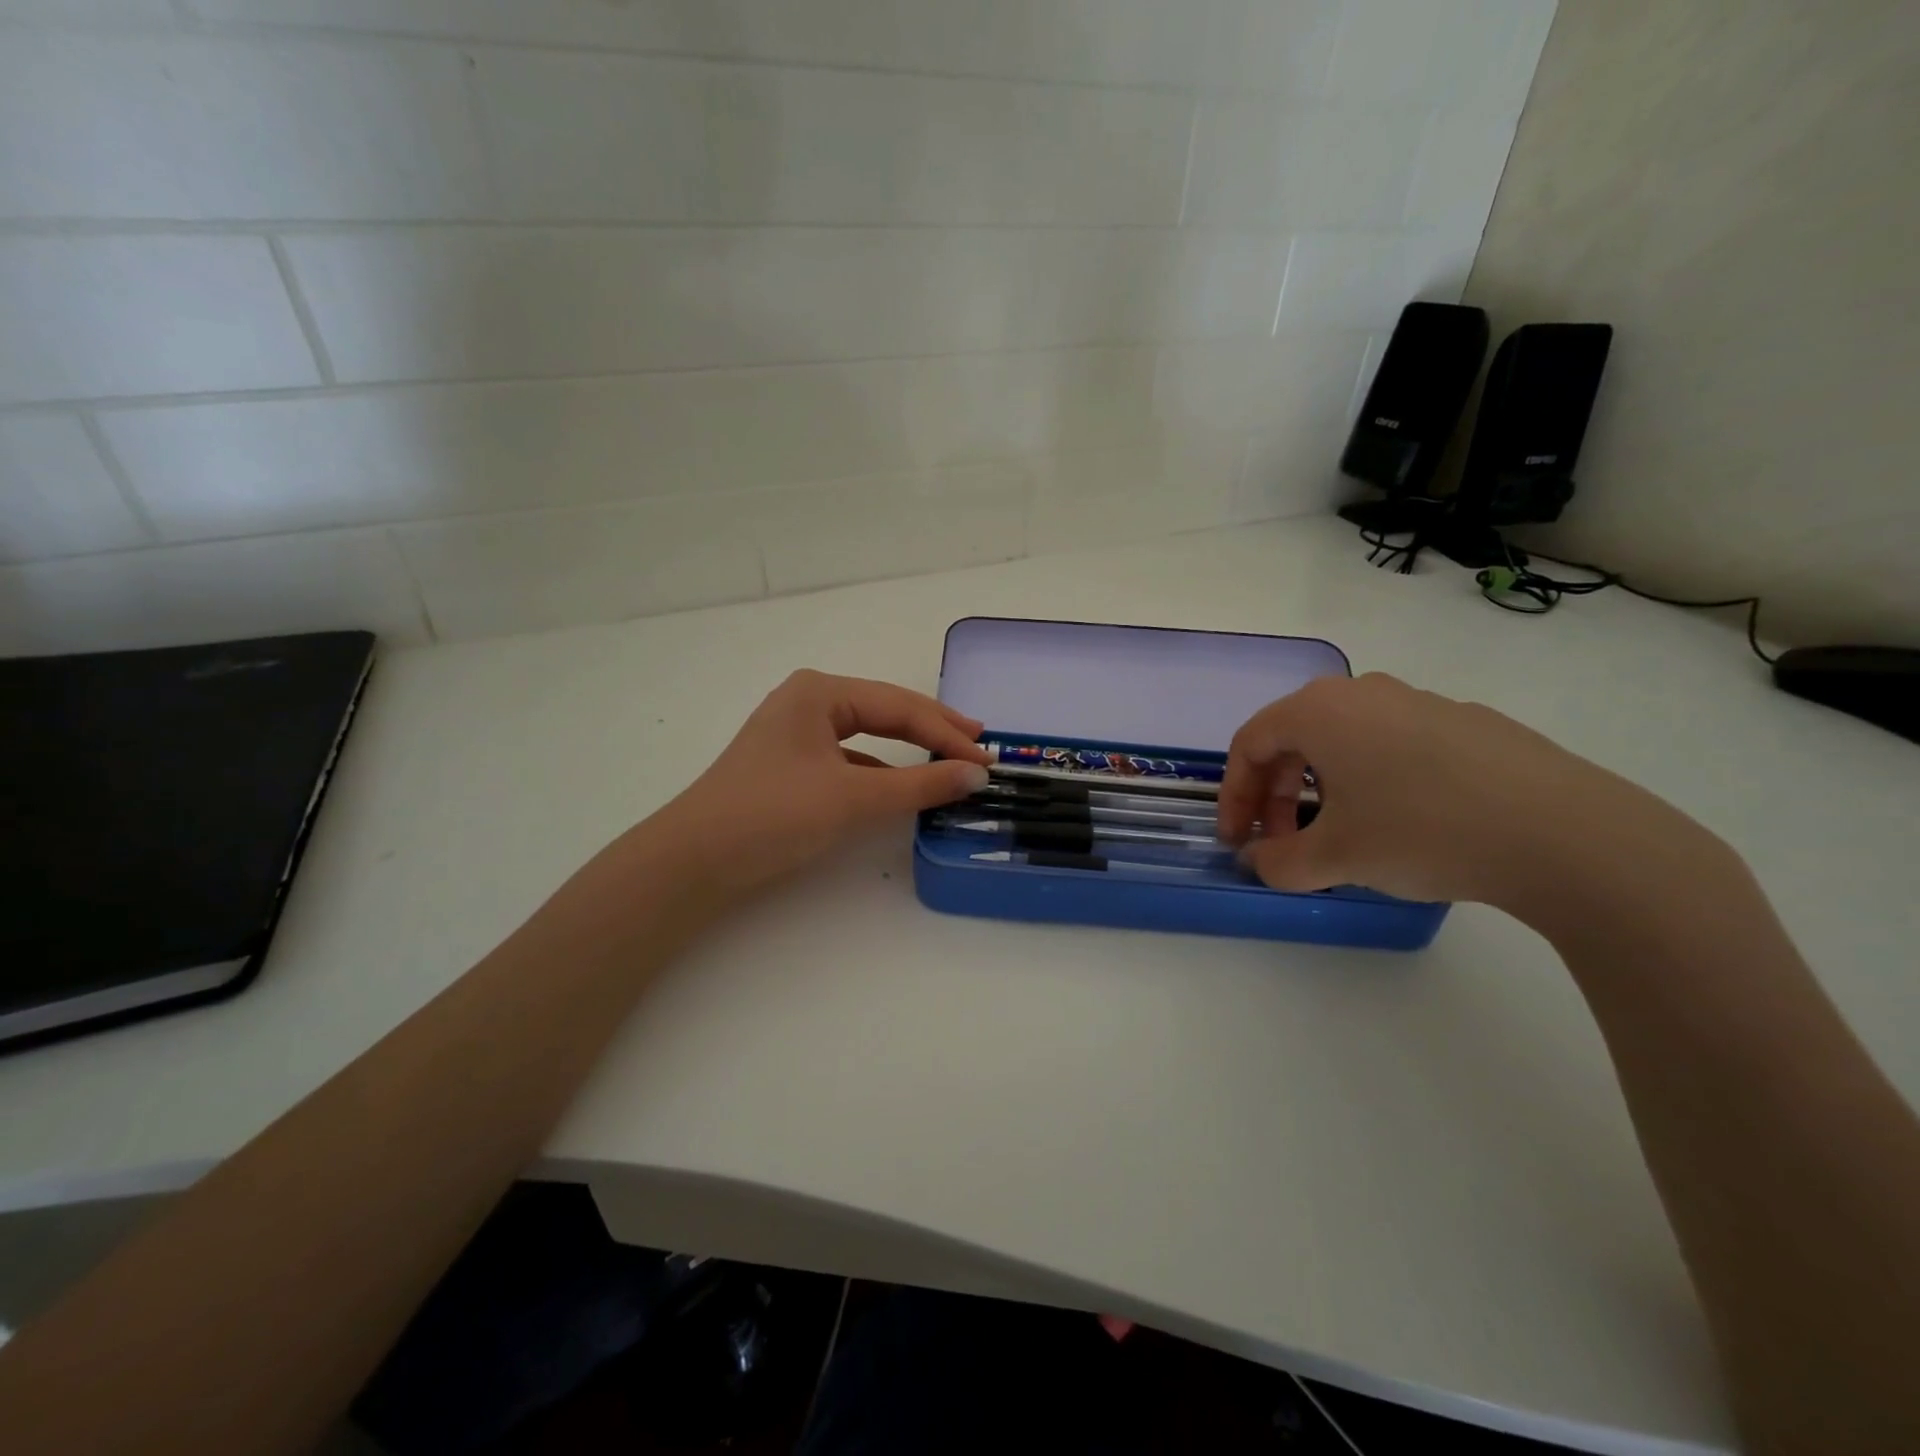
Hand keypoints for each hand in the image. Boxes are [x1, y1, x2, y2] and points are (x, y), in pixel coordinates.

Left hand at [653, 670, 991, 896]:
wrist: (694, 860)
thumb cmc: (775, 814)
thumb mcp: (854, 798)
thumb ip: (920, 785)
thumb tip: (975, 775)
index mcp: (820, 692)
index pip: (900, 707)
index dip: (947, 733)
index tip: (987, 757)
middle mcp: (807, 702)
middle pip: (885, 712)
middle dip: (932, 730)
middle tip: (978, 741)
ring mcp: (795, 733)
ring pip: (867, 735)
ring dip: (908, 750)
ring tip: (949, 758)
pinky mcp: (789, 766)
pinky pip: (849, 759)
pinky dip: (880, 770)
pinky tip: (900, 786)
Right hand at [1219, 673, 1704, 912]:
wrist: (1565, 834)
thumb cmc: (1423, 832)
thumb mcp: (1335, 859)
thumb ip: (1278, 862)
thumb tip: (1260, 860)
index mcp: (1319, 711)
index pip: (1250, 744)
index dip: (1233, 795)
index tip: (1237, 840)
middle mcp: (1363, 692)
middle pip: (1294, 738)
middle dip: (1277, 795)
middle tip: (1282, 843)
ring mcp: (1420, 702)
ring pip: (1344, 741)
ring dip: (1322, 788)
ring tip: (1339, 837)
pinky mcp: (1467, 723)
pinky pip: (1393, 745)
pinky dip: (1372, 781)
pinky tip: (1402, 825)